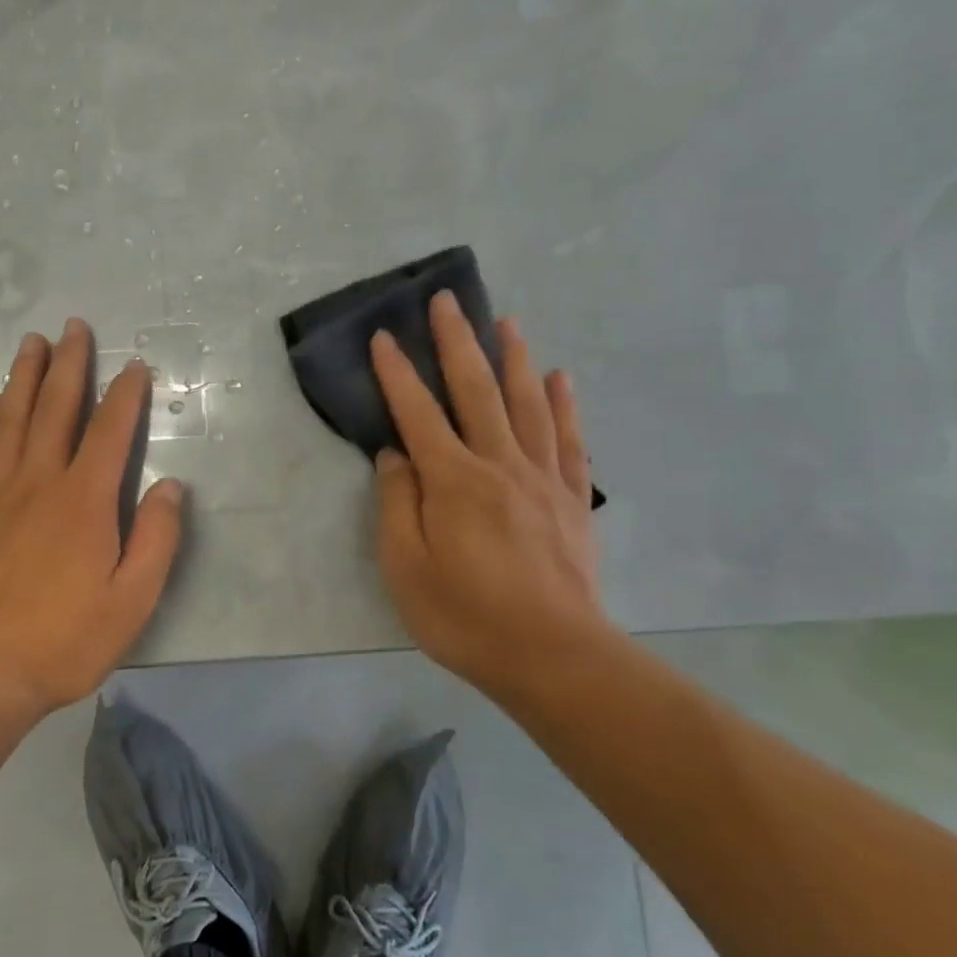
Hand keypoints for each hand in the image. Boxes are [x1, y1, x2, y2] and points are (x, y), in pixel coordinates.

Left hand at [0, 318, 183, 717]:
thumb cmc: (64, 639)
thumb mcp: (133, 600)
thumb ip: (156, 539)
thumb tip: (171, 487)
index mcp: (84, 500)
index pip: (111, 431)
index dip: (125, 395)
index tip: (135, 366)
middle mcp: (38, 482)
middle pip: (55, 409)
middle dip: (69, 365)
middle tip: (74, 327)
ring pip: (9, 420)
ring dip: (22, 378)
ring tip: (31, 344)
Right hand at [369, 290, 606, 686]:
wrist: (554, 657)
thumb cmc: (466, 616)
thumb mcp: (406, 568)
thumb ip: (397, 504)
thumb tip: (395, 455)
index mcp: (453, 481)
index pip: (418, 413)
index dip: (398, 373)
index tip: (384, 336)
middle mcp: (499, 464)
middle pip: (476, 391)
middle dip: (457, 342)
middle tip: (447, 300)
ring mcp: (542, 478)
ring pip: (527, 404)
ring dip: (513, 358)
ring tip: (505, 321)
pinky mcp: (572, 499)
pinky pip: (569, 440)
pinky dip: (564, 405)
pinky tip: (560, 378)